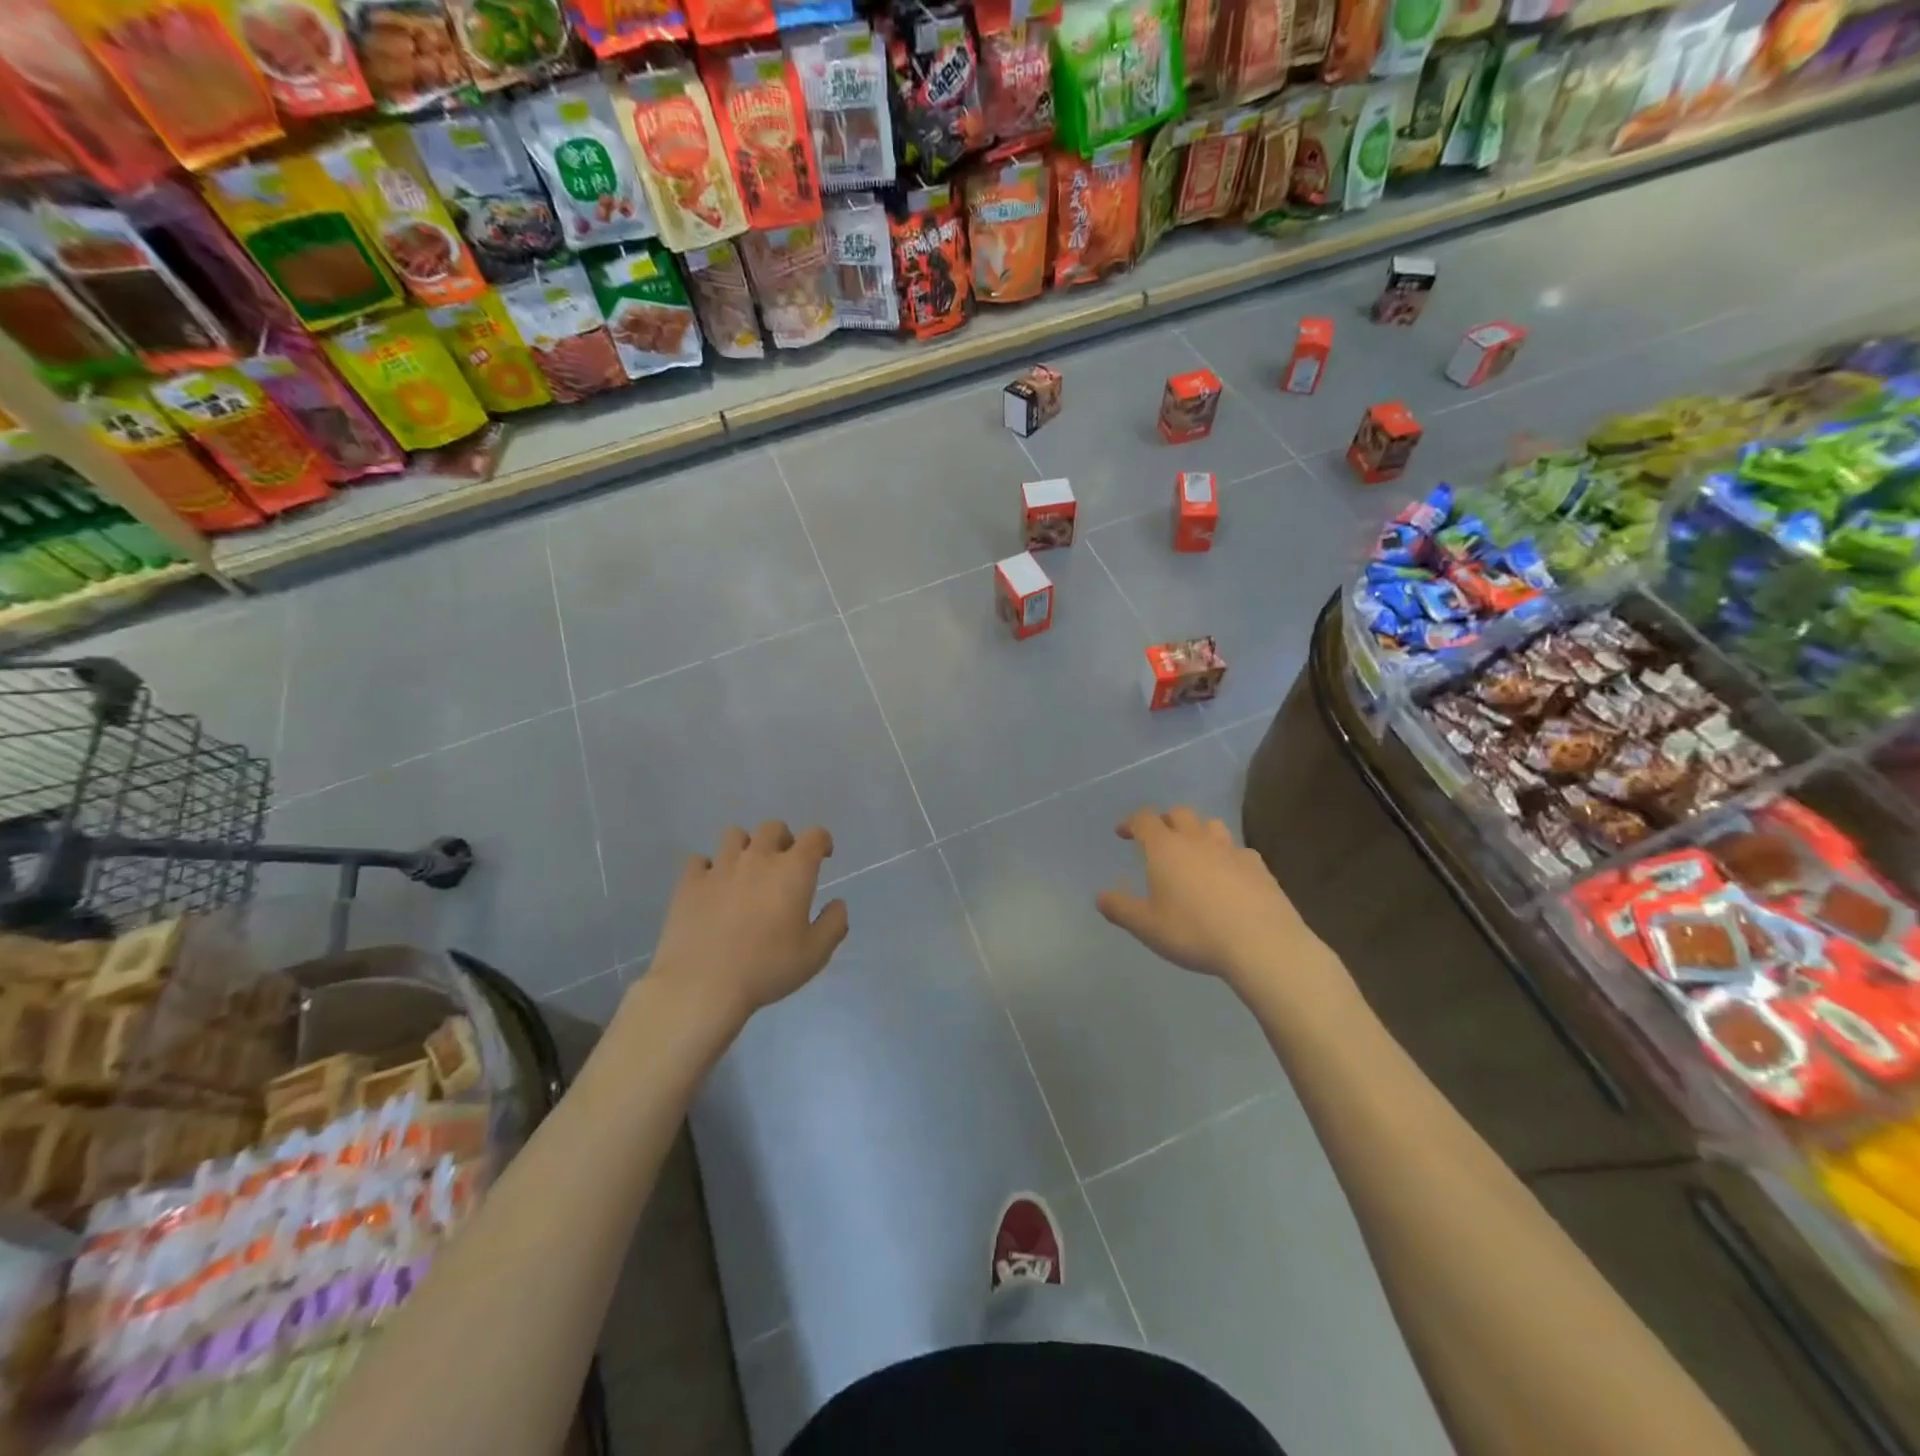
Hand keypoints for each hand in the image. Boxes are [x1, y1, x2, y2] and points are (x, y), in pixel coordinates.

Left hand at [649, 821, 848, 1026]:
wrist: (702, 985)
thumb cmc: (767, 968)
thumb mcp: (815, 954)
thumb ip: (834, 923)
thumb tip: (838, 904)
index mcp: (793, 870)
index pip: (814, 836)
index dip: (822, 841)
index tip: (823, 856)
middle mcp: (757, 858)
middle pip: (772, 828)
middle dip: (783, 839)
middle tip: (784, 864)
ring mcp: (720, 867)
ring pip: (734, 835)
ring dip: (746, 847)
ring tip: (746, 871)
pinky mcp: (689, 883)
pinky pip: (699, 860)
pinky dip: (708, 868)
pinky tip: (712, 887)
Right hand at [1096, 805, 1308, 986]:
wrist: (1261, 943)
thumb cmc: (1194, 931)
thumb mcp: (1147, 926)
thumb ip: (1120, 908)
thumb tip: (1100, 896)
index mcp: (1166, 848)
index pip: (1144, 819)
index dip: (1131, 822)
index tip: (1123, 832)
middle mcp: (1197, 840)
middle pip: (1179, 814)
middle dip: (1164, 821)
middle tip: (1157, 838)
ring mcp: (1232, 850)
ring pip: (1211, 825)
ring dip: (1198, 831)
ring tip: (1193, 851)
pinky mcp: (1258, 867)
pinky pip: (1238, 850)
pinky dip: (1227, 855)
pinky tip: (1228, 874)